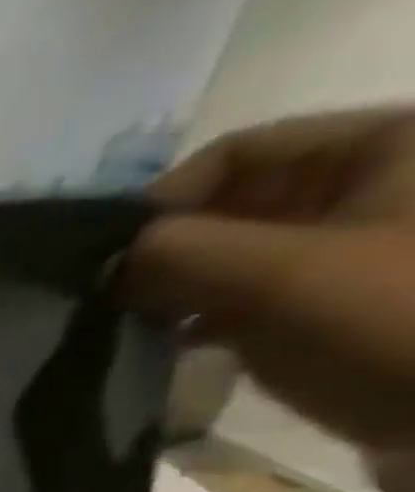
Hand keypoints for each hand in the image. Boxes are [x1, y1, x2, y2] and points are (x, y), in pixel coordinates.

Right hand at [127, 107, 414, 449]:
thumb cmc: (398, 320)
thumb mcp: (280, 275)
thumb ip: (178, 253)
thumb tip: (106, 259)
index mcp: (388, 146)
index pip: (239, 152)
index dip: (164, 200)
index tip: (109, 259)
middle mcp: (376, 187)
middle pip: (236, 205)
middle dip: (168, 250)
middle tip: (112, 297)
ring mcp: (360, 252)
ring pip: (238, 255)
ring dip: (180, 289)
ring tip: (136, 324)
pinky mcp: (344, 308)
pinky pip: (255, 298)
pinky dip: (207, 318)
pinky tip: (177, 345)